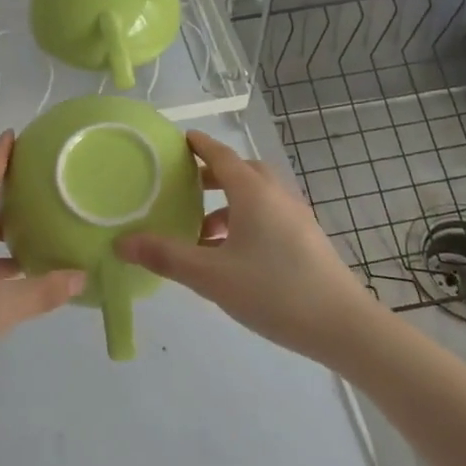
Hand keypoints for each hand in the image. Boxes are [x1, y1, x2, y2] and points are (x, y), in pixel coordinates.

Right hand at [115, 130, 380, 366]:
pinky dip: (245, 222)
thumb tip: (121, 242)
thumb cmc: (274, 291)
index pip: (221, 155)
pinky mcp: (307, 240)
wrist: (343, 326)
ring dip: (227, 204)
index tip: (180, 140)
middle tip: (183, 186)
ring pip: (256, 197)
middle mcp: (277, 195)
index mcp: (253, 192)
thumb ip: (166, 256)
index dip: (199, 146)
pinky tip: (231, 256)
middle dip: (211, 176)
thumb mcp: (212, 276)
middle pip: (241, 172)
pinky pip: (269, 216)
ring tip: (201, 232)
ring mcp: (296, 217)